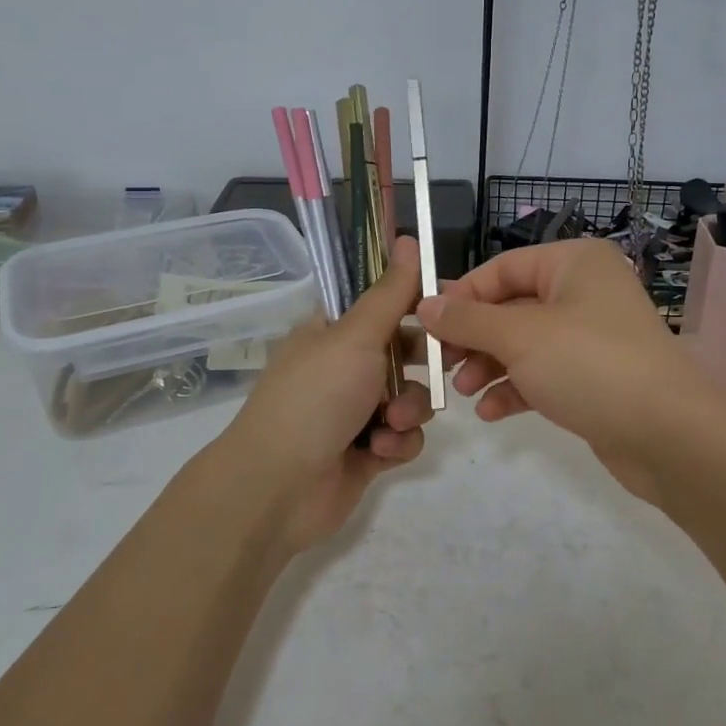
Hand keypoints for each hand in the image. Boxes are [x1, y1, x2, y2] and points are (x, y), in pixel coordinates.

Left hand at [219, 237, 434, 550]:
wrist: (279, 486)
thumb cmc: (315, 398)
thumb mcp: (355, 336)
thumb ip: (390, 294)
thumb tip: (408, 238)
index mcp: (332, 332)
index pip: (381, 303)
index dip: (414, 303)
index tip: (446, 306)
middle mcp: (344, 367)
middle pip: (404, 351)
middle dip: (424, 362)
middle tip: (447, 362)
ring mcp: (356, 411)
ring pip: (410, 396)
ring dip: (409, 408)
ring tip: (391, 422)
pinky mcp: (368, 451)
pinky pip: (404, 436)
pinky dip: (398, 442)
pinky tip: (381, 451)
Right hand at [418, 238, 722, 506]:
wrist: (668, 435)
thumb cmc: (590, 365)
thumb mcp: (519, 337)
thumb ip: (467, 320)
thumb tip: (424, 304)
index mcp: (574, 263)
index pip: (502, 268)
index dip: (462, 295)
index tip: (426, 326)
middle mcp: (584, 292)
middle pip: (511, 307)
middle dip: (474, 338)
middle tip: (442, 365)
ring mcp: (591, 337)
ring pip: (524, 344)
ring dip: (490, 366)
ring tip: (464, 392)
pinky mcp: (594, 377)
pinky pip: (544, 374)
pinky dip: (516, 389)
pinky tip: (492, 413)